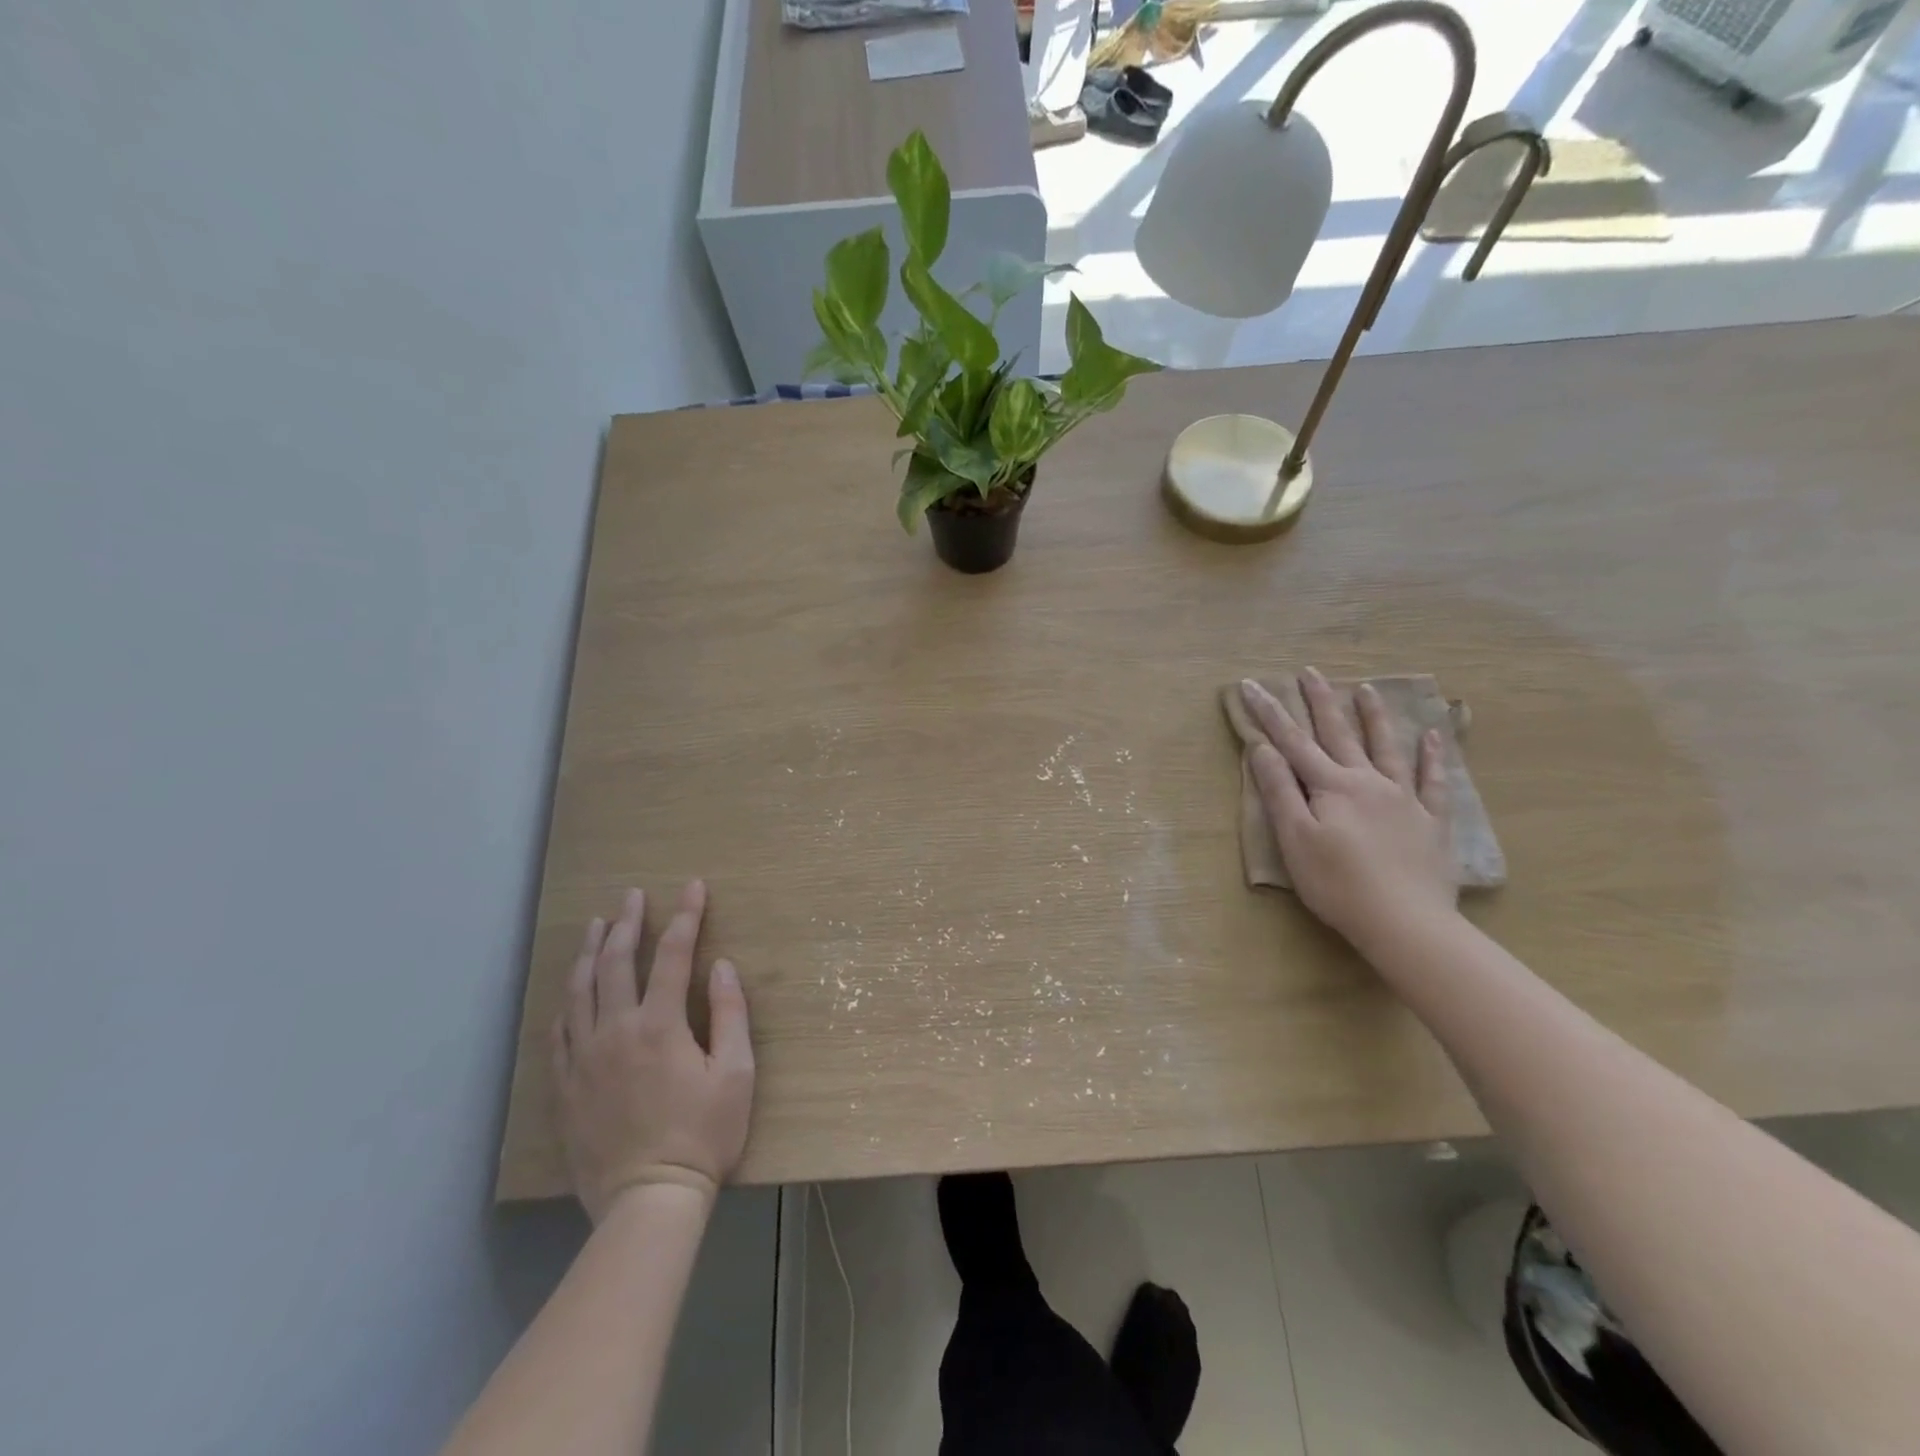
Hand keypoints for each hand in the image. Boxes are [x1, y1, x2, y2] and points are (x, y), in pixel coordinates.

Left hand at [550, 881, 754, 1222]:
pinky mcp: (566, 1086)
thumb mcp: (736, 1074)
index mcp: (660, 1025)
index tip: (692, 887)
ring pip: (579, 990)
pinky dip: (567, 1001)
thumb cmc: (703, 1135)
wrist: (648, 1201)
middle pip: (615, 962)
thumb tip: (720, 966)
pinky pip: (559, 1031)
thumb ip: (730, 1014)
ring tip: (595, 924)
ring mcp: (584, 1058)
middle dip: (626, 922)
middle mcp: (616, 1031)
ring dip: (589, 951)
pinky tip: (571, 990)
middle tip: (631, 895)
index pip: (672, 954)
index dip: (685, 916)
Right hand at [1239, 672, 1457, 951]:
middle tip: (1310, 672)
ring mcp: (1403, 799)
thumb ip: (1280, 791)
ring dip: (1373, 717)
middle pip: (1339, 734)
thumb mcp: (1295, 839)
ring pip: (1386, 747)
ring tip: (1366, 689)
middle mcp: (1367, 782)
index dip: (1269, 713)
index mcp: (1331, 786)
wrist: (1404, 922)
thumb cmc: (1338, 884)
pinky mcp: (1430, 821)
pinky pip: (1433, 781)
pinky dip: (1431, 756)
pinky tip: (1432, 736)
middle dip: (1321, 701)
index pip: (1292, 742)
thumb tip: (1263, 749)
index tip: (1251, 685)